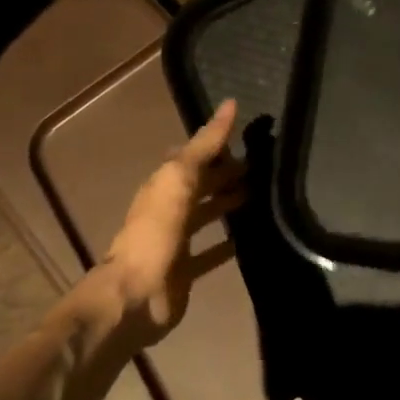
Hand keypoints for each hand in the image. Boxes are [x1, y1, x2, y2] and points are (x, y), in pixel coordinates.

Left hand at [97, 99, 243, 347]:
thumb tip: (229, 103)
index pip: (194, 155)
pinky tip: (250, 238)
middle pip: (202, 184)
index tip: (248, 134)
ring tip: (262, 194)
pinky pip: (212, 252)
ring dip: (229, 204)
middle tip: (263, 165)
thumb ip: (205, 144)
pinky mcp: (186, 270)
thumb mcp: (179, 178)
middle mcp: (170, 208)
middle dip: (227, 173)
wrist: (136, 296)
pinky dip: (228, 244)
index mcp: (165, 183)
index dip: (217, 143)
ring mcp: (177, 240)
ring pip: (208, 214)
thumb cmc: (156, 230)